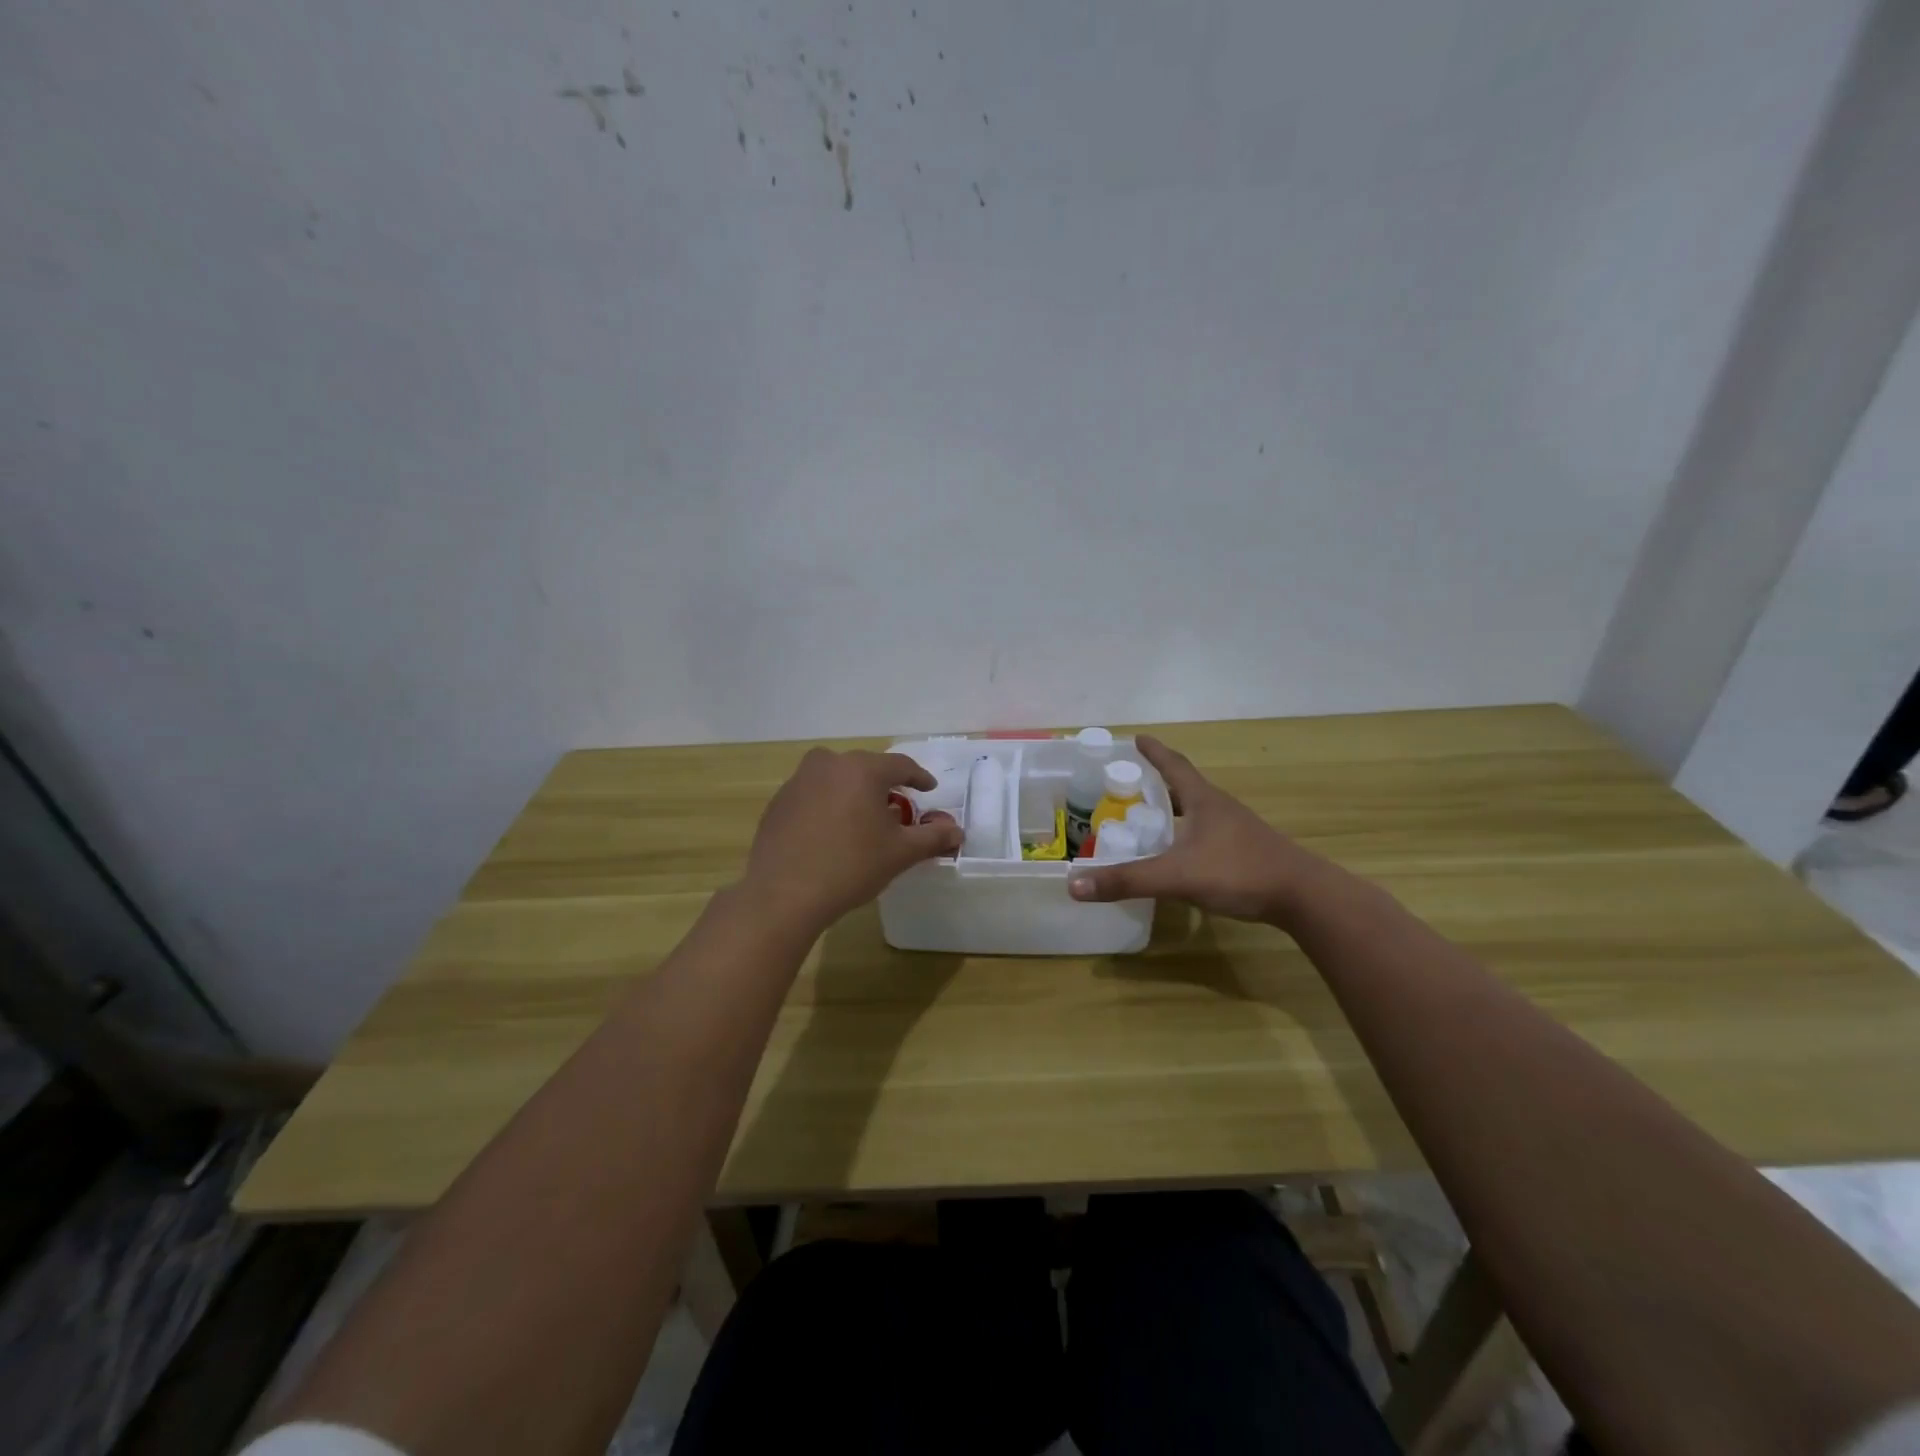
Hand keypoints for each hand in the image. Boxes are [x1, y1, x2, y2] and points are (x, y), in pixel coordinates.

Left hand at [742, 747, 963, 938]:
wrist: (783, 894)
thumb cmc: (851, 866)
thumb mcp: (900, 853)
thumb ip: (932, 837)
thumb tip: (957, 831)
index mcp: (862, 769)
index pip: (901, 765)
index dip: (919, 778)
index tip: (929, 789)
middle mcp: (828, 764)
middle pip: (865, 768)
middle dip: (884, 785)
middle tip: (897, 807)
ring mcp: (798, 781)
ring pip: (836, 778)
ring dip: (853, 792)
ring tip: (862, 818)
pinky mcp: (778, 802)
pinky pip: (813, 794)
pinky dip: (827, 805)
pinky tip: (830, 833)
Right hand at [1067, 734, 1329, 924]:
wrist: (1303, 896)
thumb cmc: (1238, 872)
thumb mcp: (1176, 876)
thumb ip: (1127, 881)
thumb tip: (1073, 885)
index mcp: (1203, 801)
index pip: (1174, 766)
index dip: (1154, 752)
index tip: (1137, 738)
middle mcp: (1220, 808)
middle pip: (1185, 787)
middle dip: (1158, 783)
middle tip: (1132, 786)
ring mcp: (1237, 830)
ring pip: (1197, 812)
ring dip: (1174, 811)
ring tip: (1150, 820)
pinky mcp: (1246, 852)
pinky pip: (1207, 834)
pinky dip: (1187, 836)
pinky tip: (1179, 856)